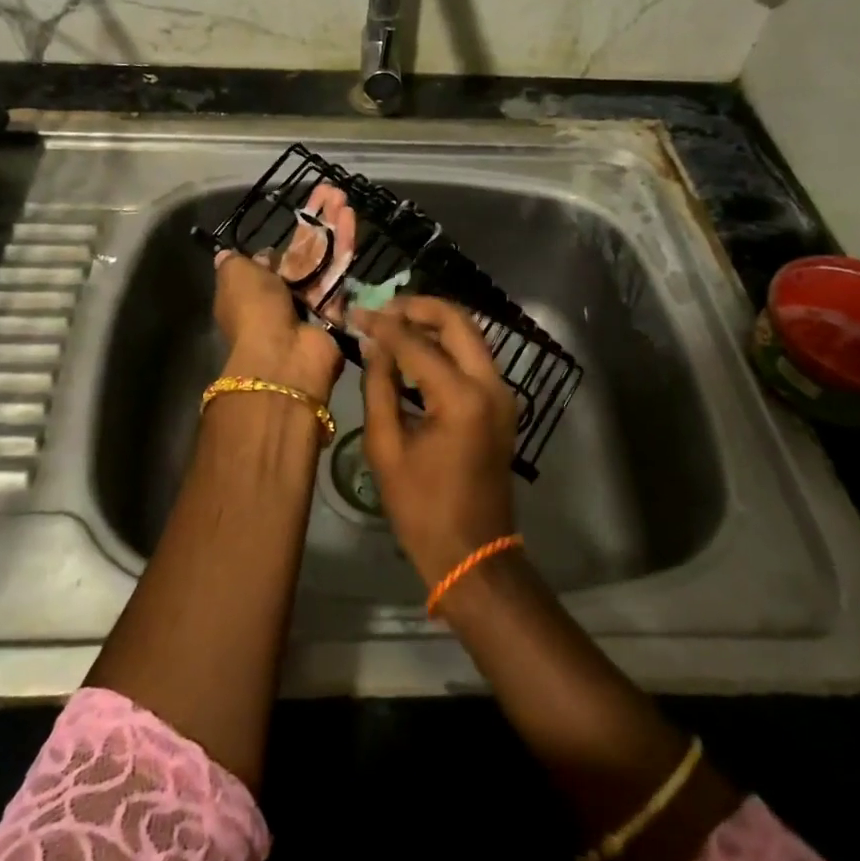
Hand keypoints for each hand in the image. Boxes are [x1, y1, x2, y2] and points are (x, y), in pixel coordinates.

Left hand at [214, 248, 342, 399]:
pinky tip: (347, 267)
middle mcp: (270, 312)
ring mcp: (300, 324)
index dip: (267, 258)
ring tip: (337, 248)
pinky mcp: (326, 331)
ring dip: (324, 273)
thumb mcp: (234, 274)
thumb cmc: (255, 308)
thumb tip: (228, 253)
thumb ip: (232, 261)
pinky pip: (336, 303)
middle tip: (317, 242)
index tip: (281, 245)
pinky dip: (342, 289)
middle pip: (289, 280)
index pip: (255, 274)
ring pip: (314, 289)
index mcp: (242, 300)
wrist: (286, 351)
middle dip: (302, 263)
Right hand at [354, 296, 518, 586]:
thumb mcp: (386, 448)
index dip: (383, 325)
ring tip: (394, 323)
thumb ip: (379, 388)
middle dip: (419, 307)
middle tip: (383, 308)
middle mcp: (490, 385)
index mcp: (461, 398)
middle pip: (458, 321)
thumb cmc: (422, 508)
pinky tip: (416, 351)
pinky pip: (474, 358)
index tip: (356, 313)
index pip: (416, 343)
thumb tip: (375, 346)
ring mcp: (503, 394)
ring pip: (470, 335)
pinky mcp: (503, 404)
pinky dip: (447, 345)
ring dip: (434, 323)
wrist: (473, 553)